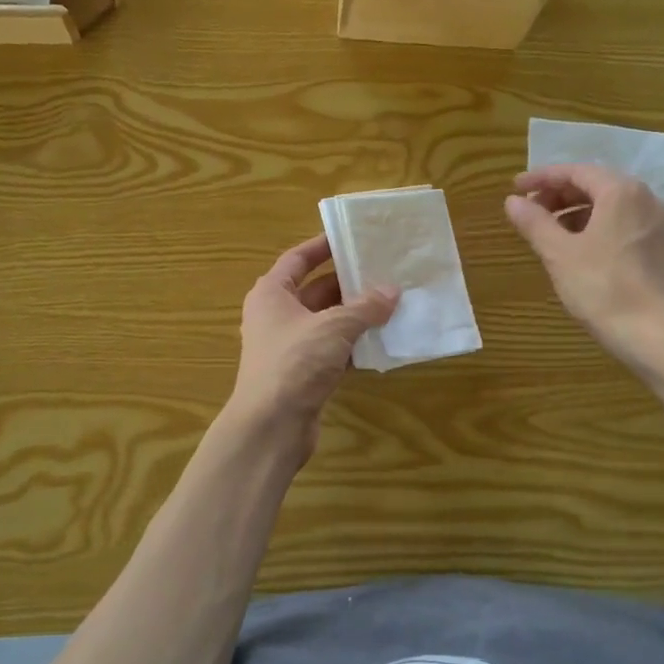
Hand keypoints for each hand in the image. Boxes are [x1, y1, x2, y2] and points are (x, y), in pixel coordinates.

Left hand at [227, 235, 397, 455]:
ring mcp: (289, 346)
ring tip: (392, 302)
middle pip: (316, 290)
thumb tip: (392, 291)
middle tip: (385, 271)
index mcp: (271, 294)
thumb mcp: (334, 327)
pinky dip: (354, 344)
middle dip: (349, 283)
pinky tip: (383, 340)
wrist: (271, 426)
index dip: (323, 246)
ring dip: (356, 315)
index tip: (352, 237)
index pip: (298, 259)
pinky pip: (333, 349)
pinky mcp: (303, 373)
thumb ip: (365, 307)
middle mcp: (276, 316)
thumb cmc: (294, 363)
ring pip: (327, 321)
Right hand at [505, 164, 663, 372]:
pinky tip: (581, 250)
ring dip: (578, 212)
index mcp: (621, 192)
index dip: (542, 178)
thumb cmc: (604, 289)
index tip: (515, 188)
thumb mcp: (559, 254)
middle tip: (530, 212)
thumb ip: (534, 222)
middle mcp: (647, 199)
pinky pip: (626, 224)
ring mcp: (661, 224)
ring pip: (612, 206)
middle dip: (560, 195)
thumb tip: (513, 201)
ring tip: (551, 233)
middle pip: (596, 185)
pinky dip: (599, 227)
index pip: (575, 172)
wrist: (659, 336)